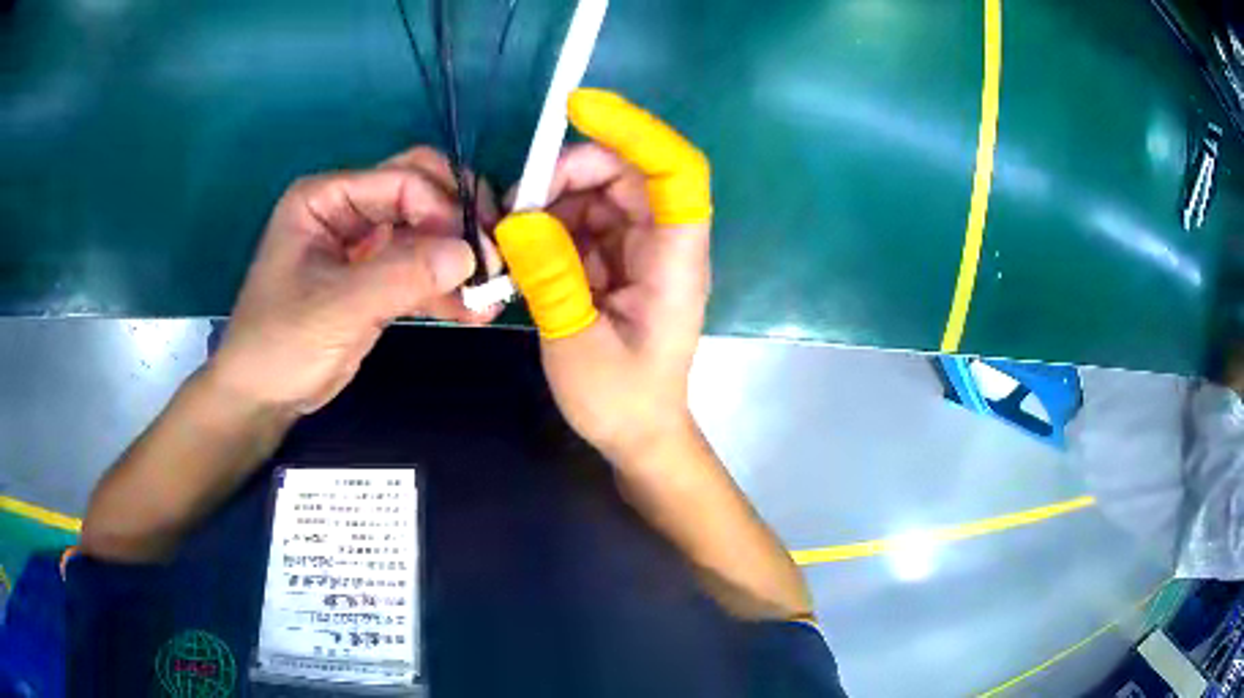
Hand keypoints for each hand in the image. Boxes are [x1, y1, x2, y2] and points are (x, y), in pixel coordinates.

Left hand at [210, 148, 501, 413]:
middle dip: (460, 221)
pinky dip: (447, 289)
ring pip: (427, 233)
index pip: (401, 180)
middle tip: (495, 256)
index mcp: (327, 198)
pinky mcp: (377, 280)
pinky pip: (421, 271)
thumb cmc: (281, 343)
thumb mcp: (336, 307)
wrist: (262, 398)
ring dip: (460, 260)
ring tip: (493, 296)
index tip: (478, 251)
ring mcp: (365, 246)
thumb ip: (402, 275)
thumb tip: (472, 254)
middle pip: (421, 193)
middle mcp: (349, 211)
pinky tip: (474, 312)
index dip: (444, 209)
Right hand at [497, 90, 712, 463]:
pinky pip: (583, 221)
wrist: (636, 435)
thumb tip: (519, 219)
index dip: (635, 130)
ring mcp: (639, 249)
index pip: (675, 171)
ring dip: (552, 201)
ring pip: (599, 193)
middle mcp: (663, 243)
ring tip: (510, 236)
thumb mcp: (577, 347)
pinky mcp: (616, 260)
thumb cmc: (620, 402)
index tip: (579, 109)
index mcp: (675, 261)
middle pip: (627, 173)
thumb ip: (551, 280)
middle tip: (516, 204)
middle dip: (569, 172)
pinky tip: (522, 251)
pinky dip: (549, 225)